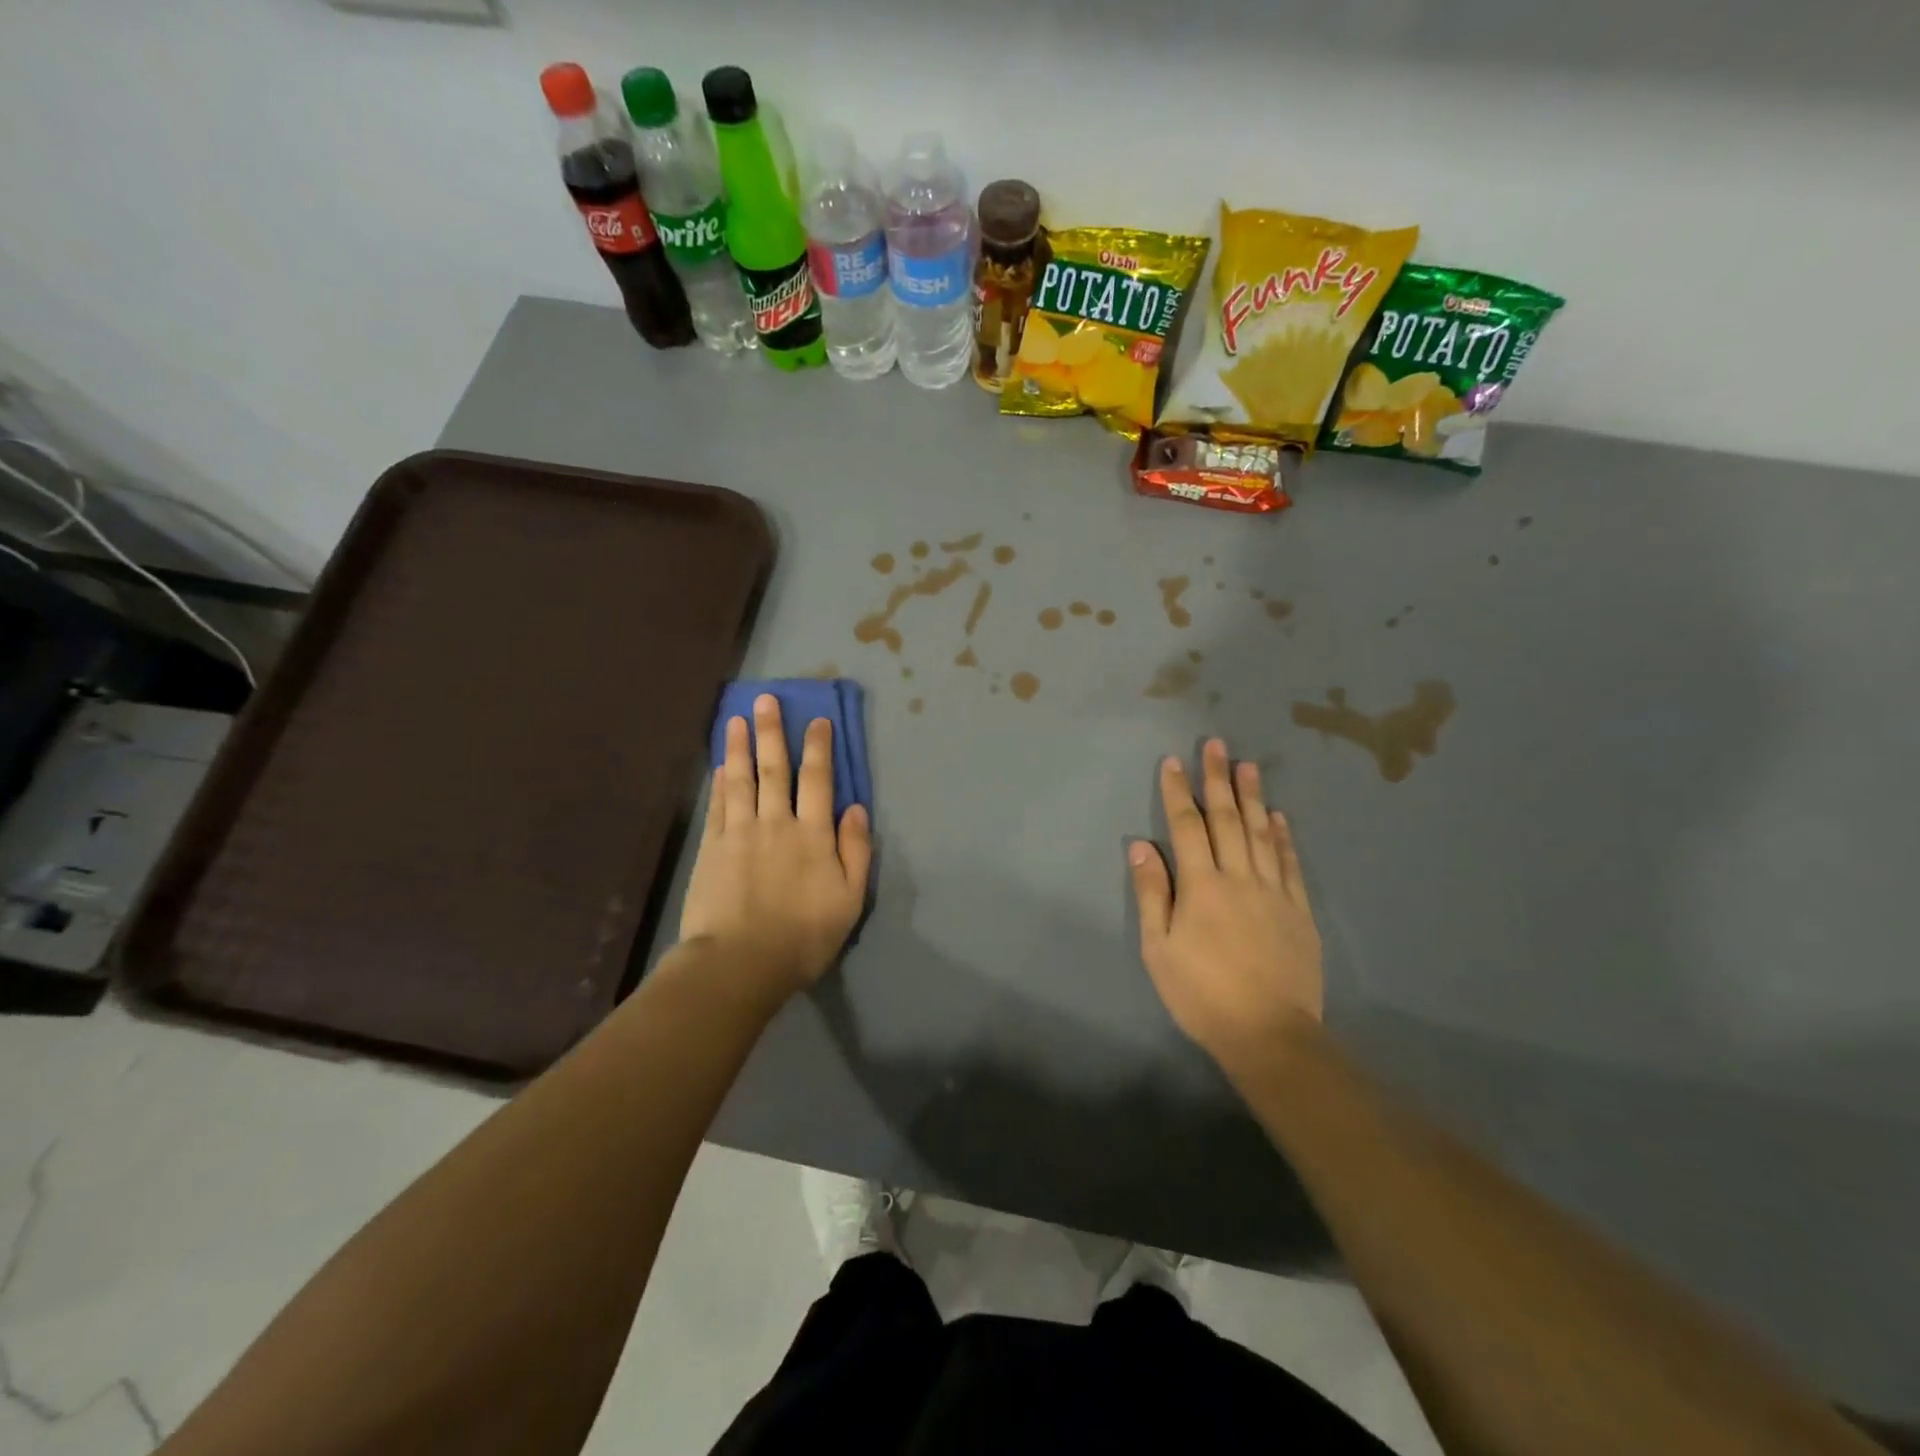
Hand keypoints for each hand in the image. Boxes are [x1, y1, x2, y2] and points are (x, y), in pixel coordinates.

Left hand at [679, 695, 871, 999]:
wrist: (740, 963)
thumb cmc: (803, 937)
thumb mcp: (849, 900)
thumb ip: (855, 851)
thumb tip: (856, 808)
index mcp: (813, 835)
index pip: (818, 780)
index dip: (819, 748)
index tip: (817, 720)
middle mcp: (777, 823)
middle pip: (776, 769)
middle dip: (773, 732)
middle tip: (766, 700)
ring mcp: (740, 833)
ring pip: (741, 780)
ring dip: (740, 747)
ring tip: (737, 719)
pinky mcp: (712, 849)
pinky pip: (718, 806)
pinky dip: (720, 783)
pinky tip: (720, 766)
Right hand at [1128, 740, 1323, 1078]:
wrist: (1270, 1034)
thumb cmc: (1202, 993)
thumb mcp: (1160, 949)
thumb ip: (1152, 894)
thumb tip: (1141, 847)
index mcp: (1201, 886)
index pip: (1187, 827)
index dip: (1178, 792)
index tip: (1173, 762)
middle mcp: (1238, 877)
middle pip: (1227, 819)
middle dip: (1218, 779)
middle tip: (1216, 745)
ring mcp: (1273, 891)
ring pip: (1261, 833)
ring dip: (1253, 796)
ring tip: (1248, 765)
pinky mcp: (1298, 910)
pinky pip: (1290, 863)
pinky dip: (1283, 836)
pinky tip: (1279, 816)